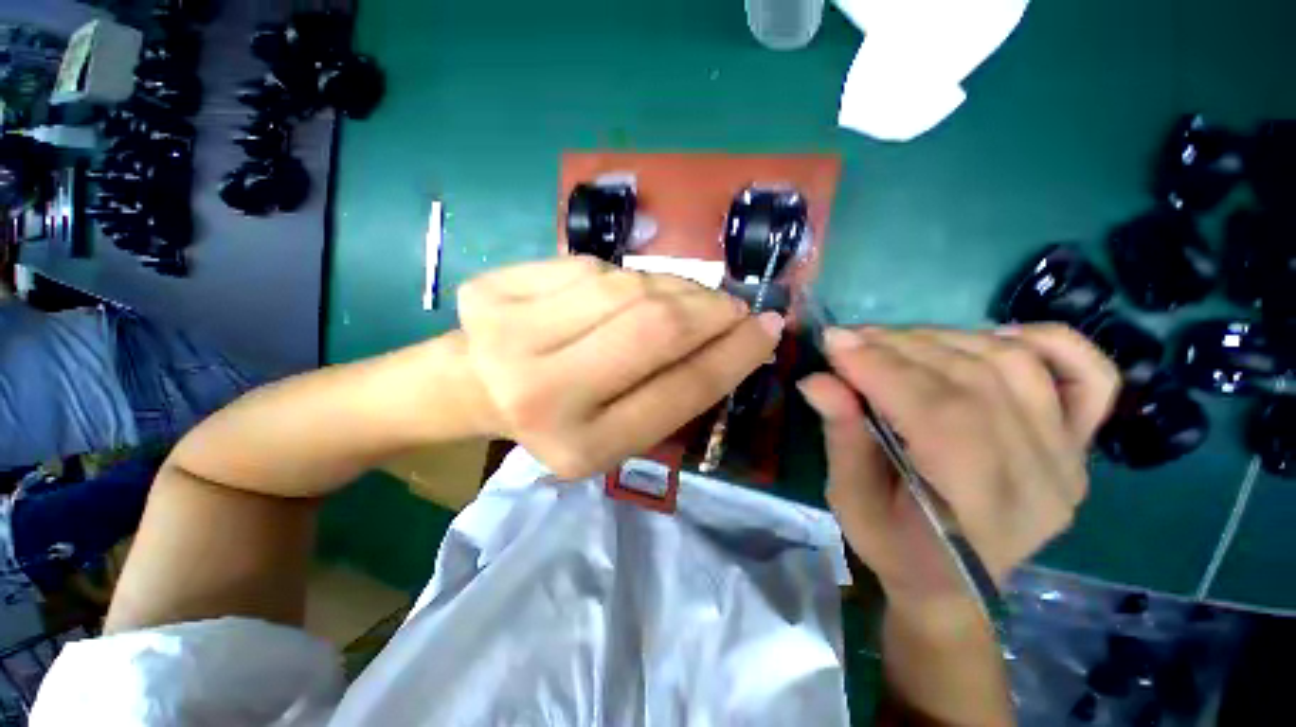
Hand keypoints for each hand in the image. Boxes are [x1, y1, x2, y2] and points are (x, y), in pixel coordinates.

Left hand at [456, 257, 783, 478]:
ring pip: (625, 288)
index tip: (768, 329)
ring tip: (690, 297)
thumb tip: (735, 338)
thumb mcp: (619, 430)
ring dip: (673, 287)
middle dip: (709, 310)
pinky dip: (626, 276)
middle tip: (735, 306)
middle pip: (655, 329)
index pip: (679, 390)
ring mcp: (511, 334)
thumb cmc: (558, 418)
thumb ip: (673, 390)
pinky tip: (631, 290)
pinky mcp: (495, 290)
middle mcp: (543, 394)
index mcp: (581, 447)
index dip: (733, 355)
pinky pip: (590, 267)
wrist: (475, 387)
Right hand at [798, 324, 1118, 617]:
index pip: (937, 413)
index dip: (881, 368)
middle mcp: (1041, 476)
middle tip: (852, 338)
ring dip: (942, 338)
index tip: (834, 341)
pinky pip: (1087, 376)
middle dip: (900, 348)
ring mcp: (1069, 456)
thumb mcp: (851, 500)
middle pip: (973, 381)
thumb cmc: (894, 546)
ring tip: (892, 341)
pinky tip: (991, 339)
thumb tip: (816, 378)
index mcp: (980, 506)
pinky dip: (1044, 341)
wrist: (953, 582)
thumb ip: (841, 435)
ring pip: (1014, 365)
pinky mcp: (1078, 443)